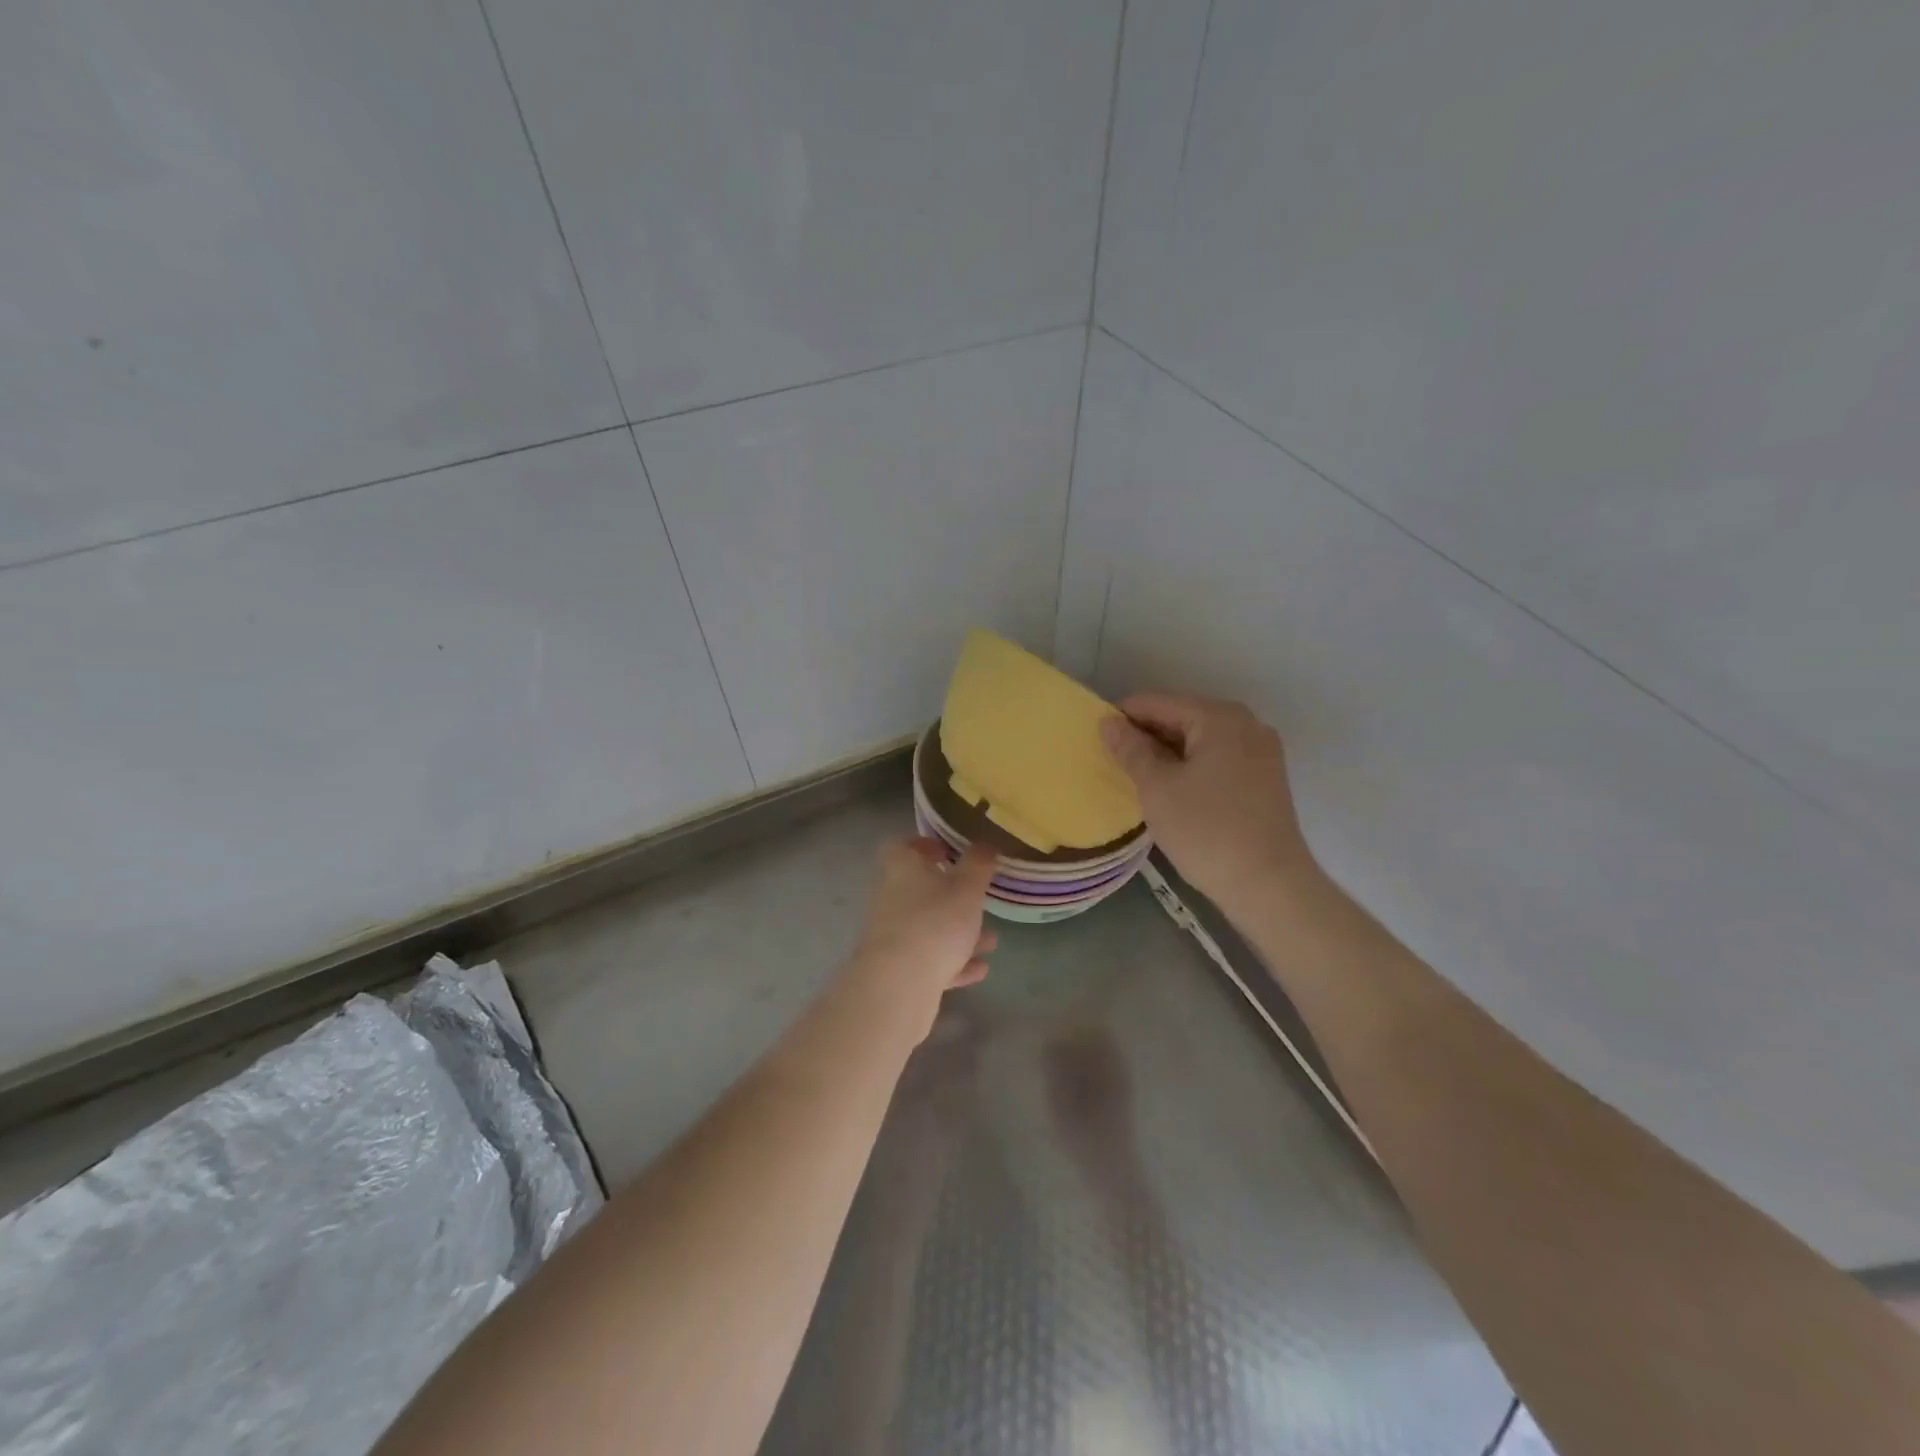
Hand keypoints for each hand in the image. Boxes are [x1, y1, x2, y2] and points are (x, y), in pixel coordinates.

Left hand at [843, 837, 997, 1040]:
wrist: (898, 985)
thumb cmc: (935, 922)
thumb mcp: (967, 888)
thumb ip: (978, 864)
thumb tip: (984, 844)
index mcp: (901, 869)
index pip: (902, 846)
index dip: (925, 845)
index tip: (950, 852)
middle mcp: (890, 898)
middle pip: (918, 889)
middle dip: (952, 894)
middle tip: (978, 898)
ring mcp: (892, 935)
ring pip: (928, 926)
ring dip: (958, 932)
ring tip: (992, 940)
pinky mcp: (898, 968)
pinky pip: (929, 959)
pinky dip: (954, 961)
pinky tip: (980, 968)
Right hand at [1100, 692, 1318, 911]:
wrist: (1269, 886)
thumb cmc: (1206, 831)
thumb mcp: (1157, 788)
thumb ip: (1130, 750)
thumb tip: (1109, 722)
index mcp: (1219, 717)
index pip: (1158, 703)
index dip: (1123, 716)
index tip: (1096, 736)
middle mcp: (1246, 724)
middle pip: (1182, 717)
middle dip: (1147, 735)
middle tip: (1114, 760)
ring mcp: (1261, 751)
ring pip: (1200, 739)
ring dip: (1168, 752)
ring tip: (1137, 776)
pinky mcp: (1265, 777)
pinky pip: (1218, 758)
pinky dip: (1191, 766)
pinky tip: (1171, 788)